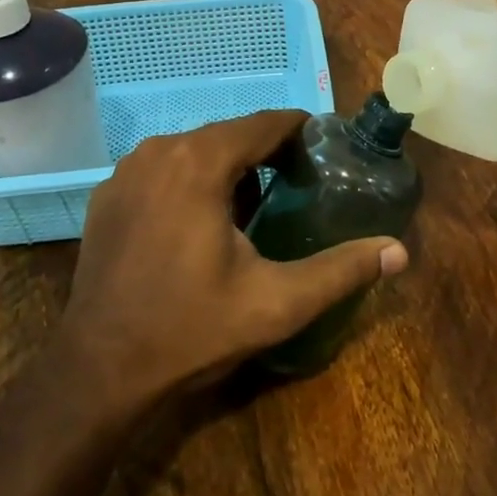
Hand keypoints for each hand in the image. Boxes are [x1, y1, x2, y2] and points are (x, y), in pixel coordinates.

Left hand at [57, 110, 408, 411]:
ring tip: (256, 205)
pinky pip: (163, 169)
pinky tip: (201, 223)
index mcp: (200, 161)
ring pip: (195, 149)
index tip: (326, 150)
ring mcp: (127, 170)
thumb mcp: (275, 303)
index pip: (265, 123)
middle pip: (230, 134)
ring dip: (228, 166)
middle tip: (299, 184)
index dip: (301, 131)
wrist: (97, 372)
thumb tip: (399, 251)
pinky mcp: (108, 193)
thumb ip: (341, 270)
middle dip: (267, 152)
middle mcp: (160, 149)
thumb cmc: (190, 330)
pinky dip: (190, 181)